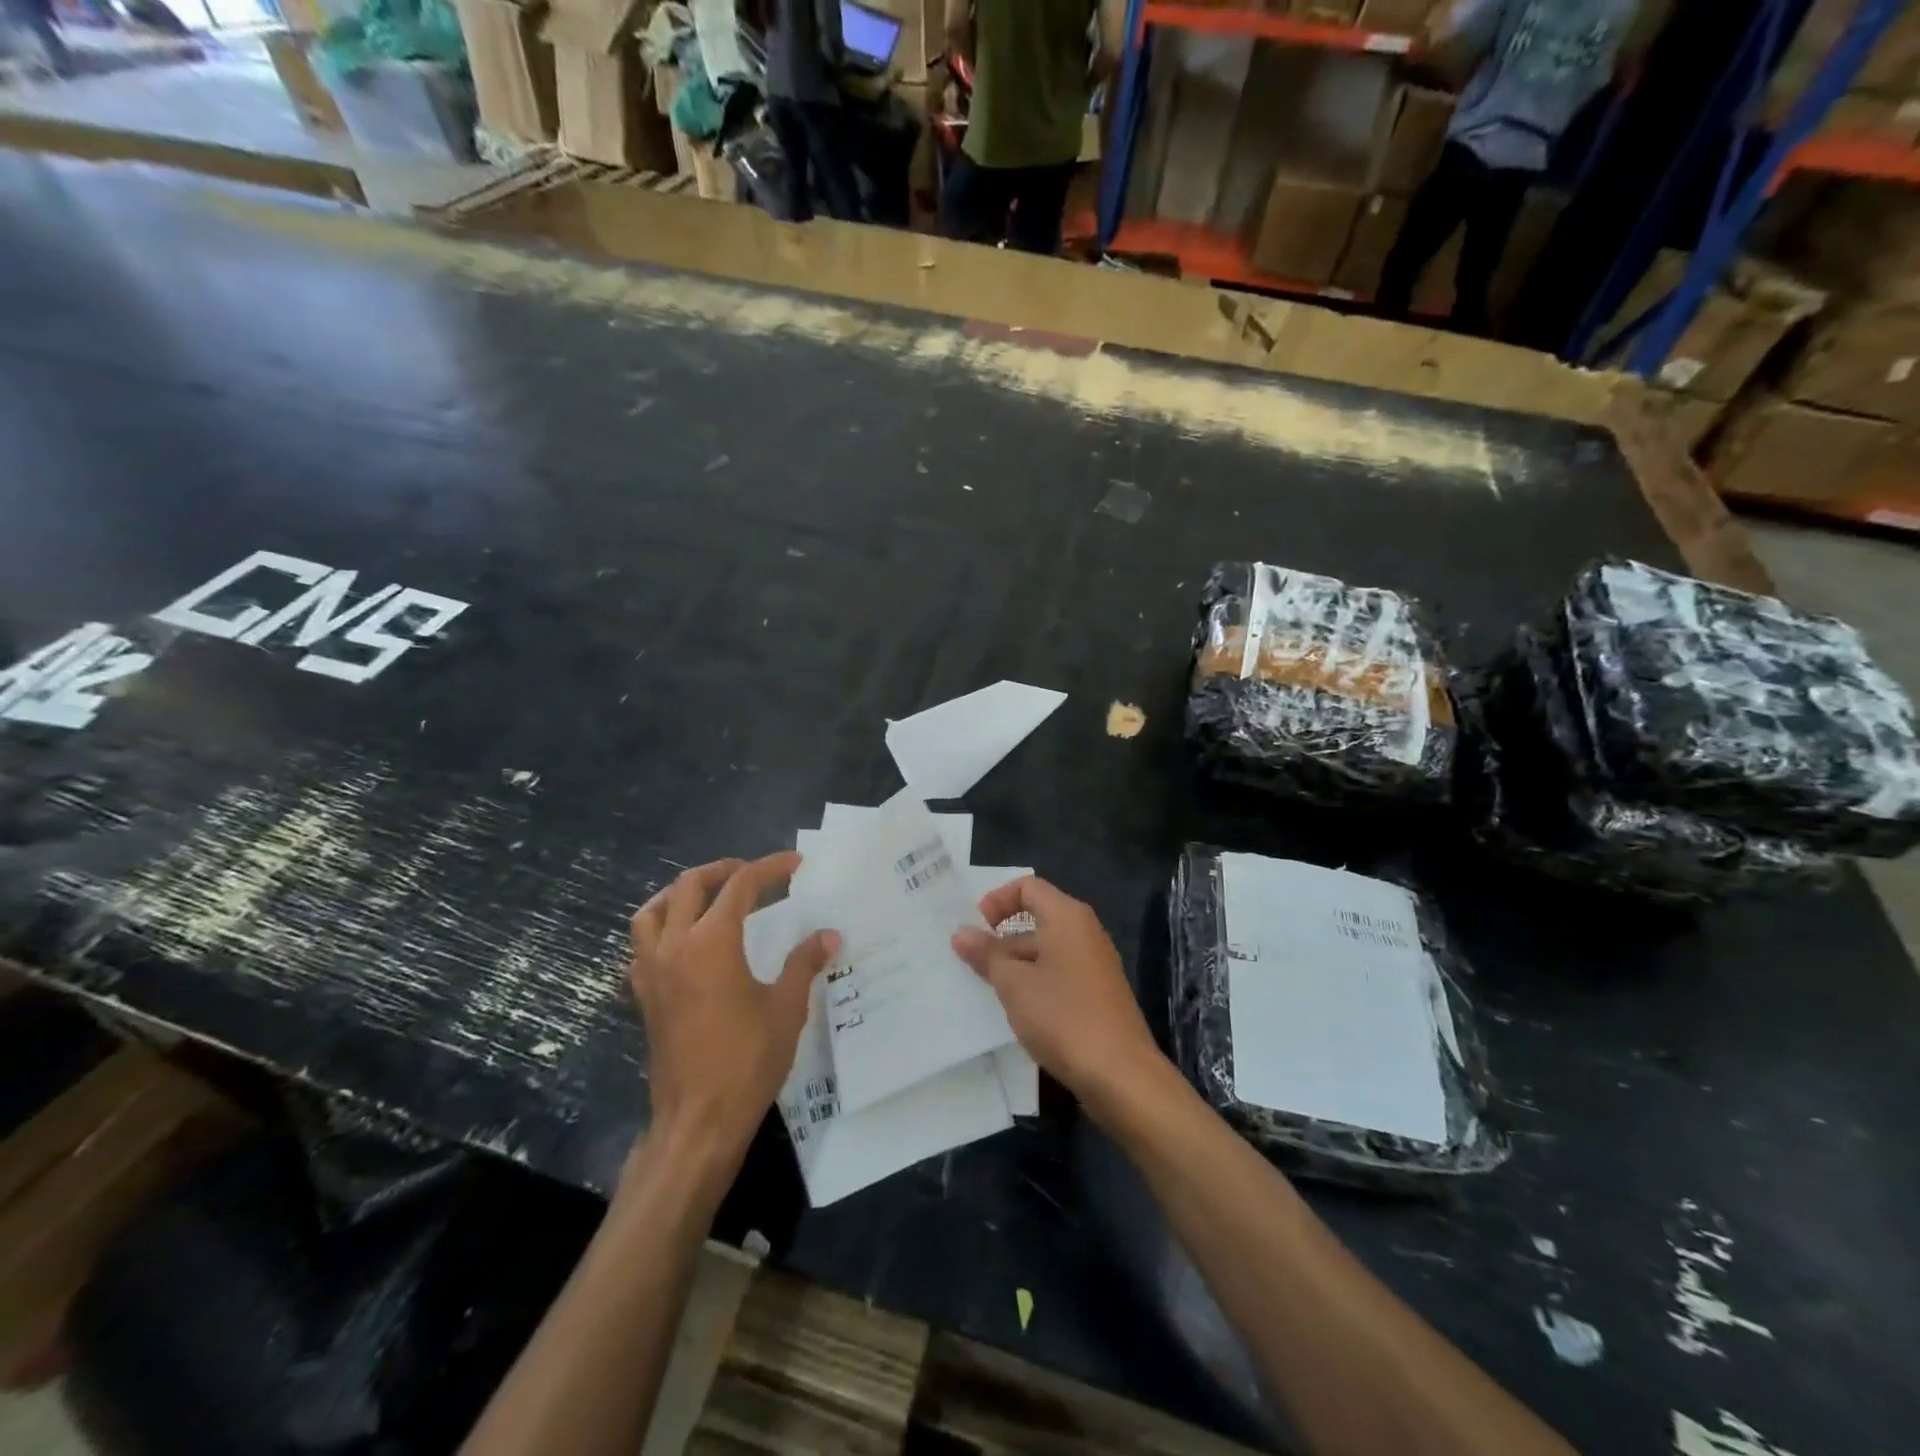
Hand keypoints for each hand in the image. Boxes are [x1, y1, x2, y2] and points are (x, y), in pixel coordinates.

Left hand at [629, 854, 838, 1164]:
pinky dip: (659, 932)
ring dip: (678, 894)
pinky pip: (640, 948)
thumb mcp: (787, 1008)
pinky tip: (681, 946)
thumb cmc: (747, 1061)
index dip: (768, 868)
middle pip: (689, 886)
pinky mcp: (643, 997)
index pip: (740, 885)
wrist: (698, 1120)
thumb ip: (804, 964)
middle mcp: (675, 946)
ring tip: (706, 897)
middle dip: (722, 870)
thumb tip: (829, 935)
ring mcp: (652, 971)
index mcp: (713, 941)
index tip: (794, 864)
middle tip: (751, 873)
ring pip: (651, 912)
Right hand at [950, 876, 1160, 1108]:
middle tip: (971, 963)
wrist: (1120, 1074)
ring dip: (1015, 964)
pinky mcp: (1097, 993)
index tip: (975, 928)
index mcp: (1068, 917)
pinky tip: (1017, 1011)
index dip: (997, 900)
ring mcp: (1094, 964)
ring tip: (987, 990)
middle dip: (1001, 938)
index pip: (1028, 887)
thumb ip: (986, 955)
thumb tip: (961, 933)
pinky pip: (1058, 973)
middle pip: (1037, 918)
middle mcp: (1085, 932)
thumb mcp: (1014, 984)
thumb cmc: (1063, 1016)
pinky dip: (1035, 982)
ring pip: (1046, 950)